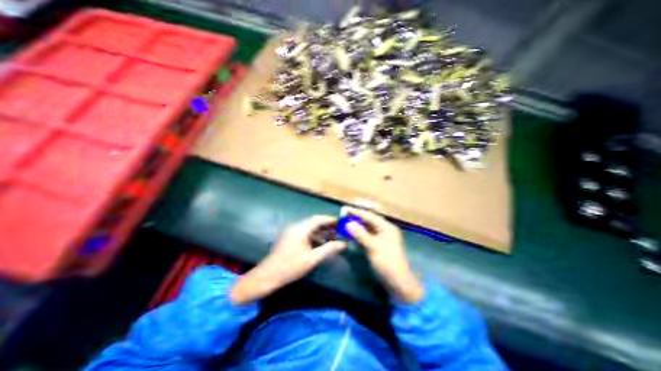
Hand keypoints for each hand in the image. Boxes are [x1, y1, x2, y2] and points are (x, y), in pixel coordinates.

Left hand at [230, 215, 345, 305]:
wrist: (268, 276)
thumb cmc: (290, 267)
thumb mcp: (312, 259)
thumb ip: (328, 250)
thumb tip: (344, 244)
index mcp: (301, 229)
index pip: (318, 219)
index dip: (330, 219)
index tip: (341, 222)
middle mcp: (296, 228)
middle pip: (315, 222)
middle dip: (327, 225)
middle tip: (340, 229)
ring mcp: (293, 233)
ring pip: (310, 228)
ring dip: (322, 231)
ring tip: (334, 236)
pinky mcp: (291, 239)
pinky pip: (306, 234)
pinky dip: (315, 237)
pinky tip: (322, 243)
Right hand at [346, 208, 422, 302]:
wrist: (398, 283)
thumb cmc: (387, 263)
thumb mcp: (373, 247)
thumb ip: (360, 234)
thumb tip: (348, 223)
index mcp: (386, 227)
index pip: (370, 216)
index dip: (357, 212)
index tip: (345, 209)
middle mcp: (384, 229)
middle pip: (369, 219)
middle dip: (357, 216)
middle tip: (345, 214)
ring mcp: (381, 237)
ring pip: (367, 227)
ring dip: (357, 224)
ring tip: (346, 221)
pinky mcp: (377, 245)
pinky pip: (367, 235)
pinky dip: (359, 233)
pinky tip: (351, 232)